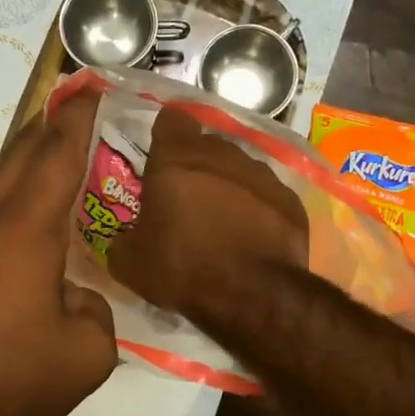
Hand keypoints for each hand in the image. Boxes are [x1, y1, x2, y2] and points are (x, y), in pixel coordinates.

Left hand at [0, 88, 117, 415]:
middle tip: (81, 114)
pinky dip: (13, 207)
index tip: (94, 88)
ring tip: (60, 167)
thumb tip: (77, 298)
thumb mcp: (86, 355)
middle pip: (21, 157)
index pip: (58, 155)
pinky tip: (29, 233)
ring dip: (29, 169)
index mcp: (26, 232)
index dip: (79, 118)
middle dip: (51, 129)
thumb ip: (97, 311)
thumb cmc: (8, 384)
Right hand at [108, 109, 307, 325]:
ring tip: (221, 221)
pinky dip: (257, 210)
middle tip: (185, 199)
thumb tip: (127, 238)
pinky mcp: (290, 201)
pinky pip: (266, 196)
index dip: (165, 135)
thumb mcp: (128, 262)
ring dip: (227, 186)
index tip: (160, 156)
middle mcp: (222, 155)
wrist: (251, 295)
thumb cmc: (182, 268)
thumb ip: (123, 238)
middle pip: (206, 146)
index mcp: (176, 160)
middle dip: (195, 165)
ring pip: (239, 169)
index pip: (171, 121)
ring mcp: (261, 176)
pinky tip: (251, 237)